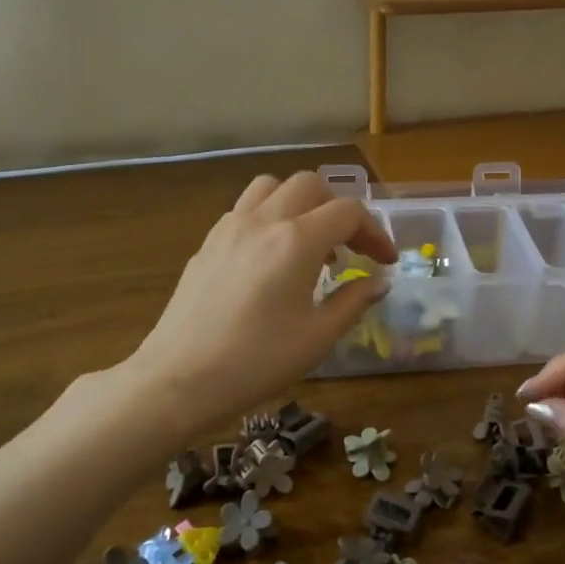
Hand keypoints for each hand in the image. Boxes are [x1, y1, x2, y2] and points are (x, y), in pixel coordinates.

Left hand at [123, 171, 396, 431]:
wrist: (180, 378)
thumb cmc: (258, 361)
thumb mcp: (318, 337)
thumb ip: (353, 301)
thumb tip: (378, 283)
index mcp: (297, 240)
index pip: (348, 212)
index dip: (375, 232)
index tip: (384, 262)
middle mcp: (263, 221)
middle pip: (310, 185)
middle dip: (338, 209)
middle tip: (350, 247)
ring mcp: (230, 228)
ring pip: (271, 188)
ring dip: (300, 204)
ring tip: (309, 243)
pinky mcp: (207, 243)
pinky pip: (245, 209)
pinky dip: (269, 217)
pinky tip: (272, 258)